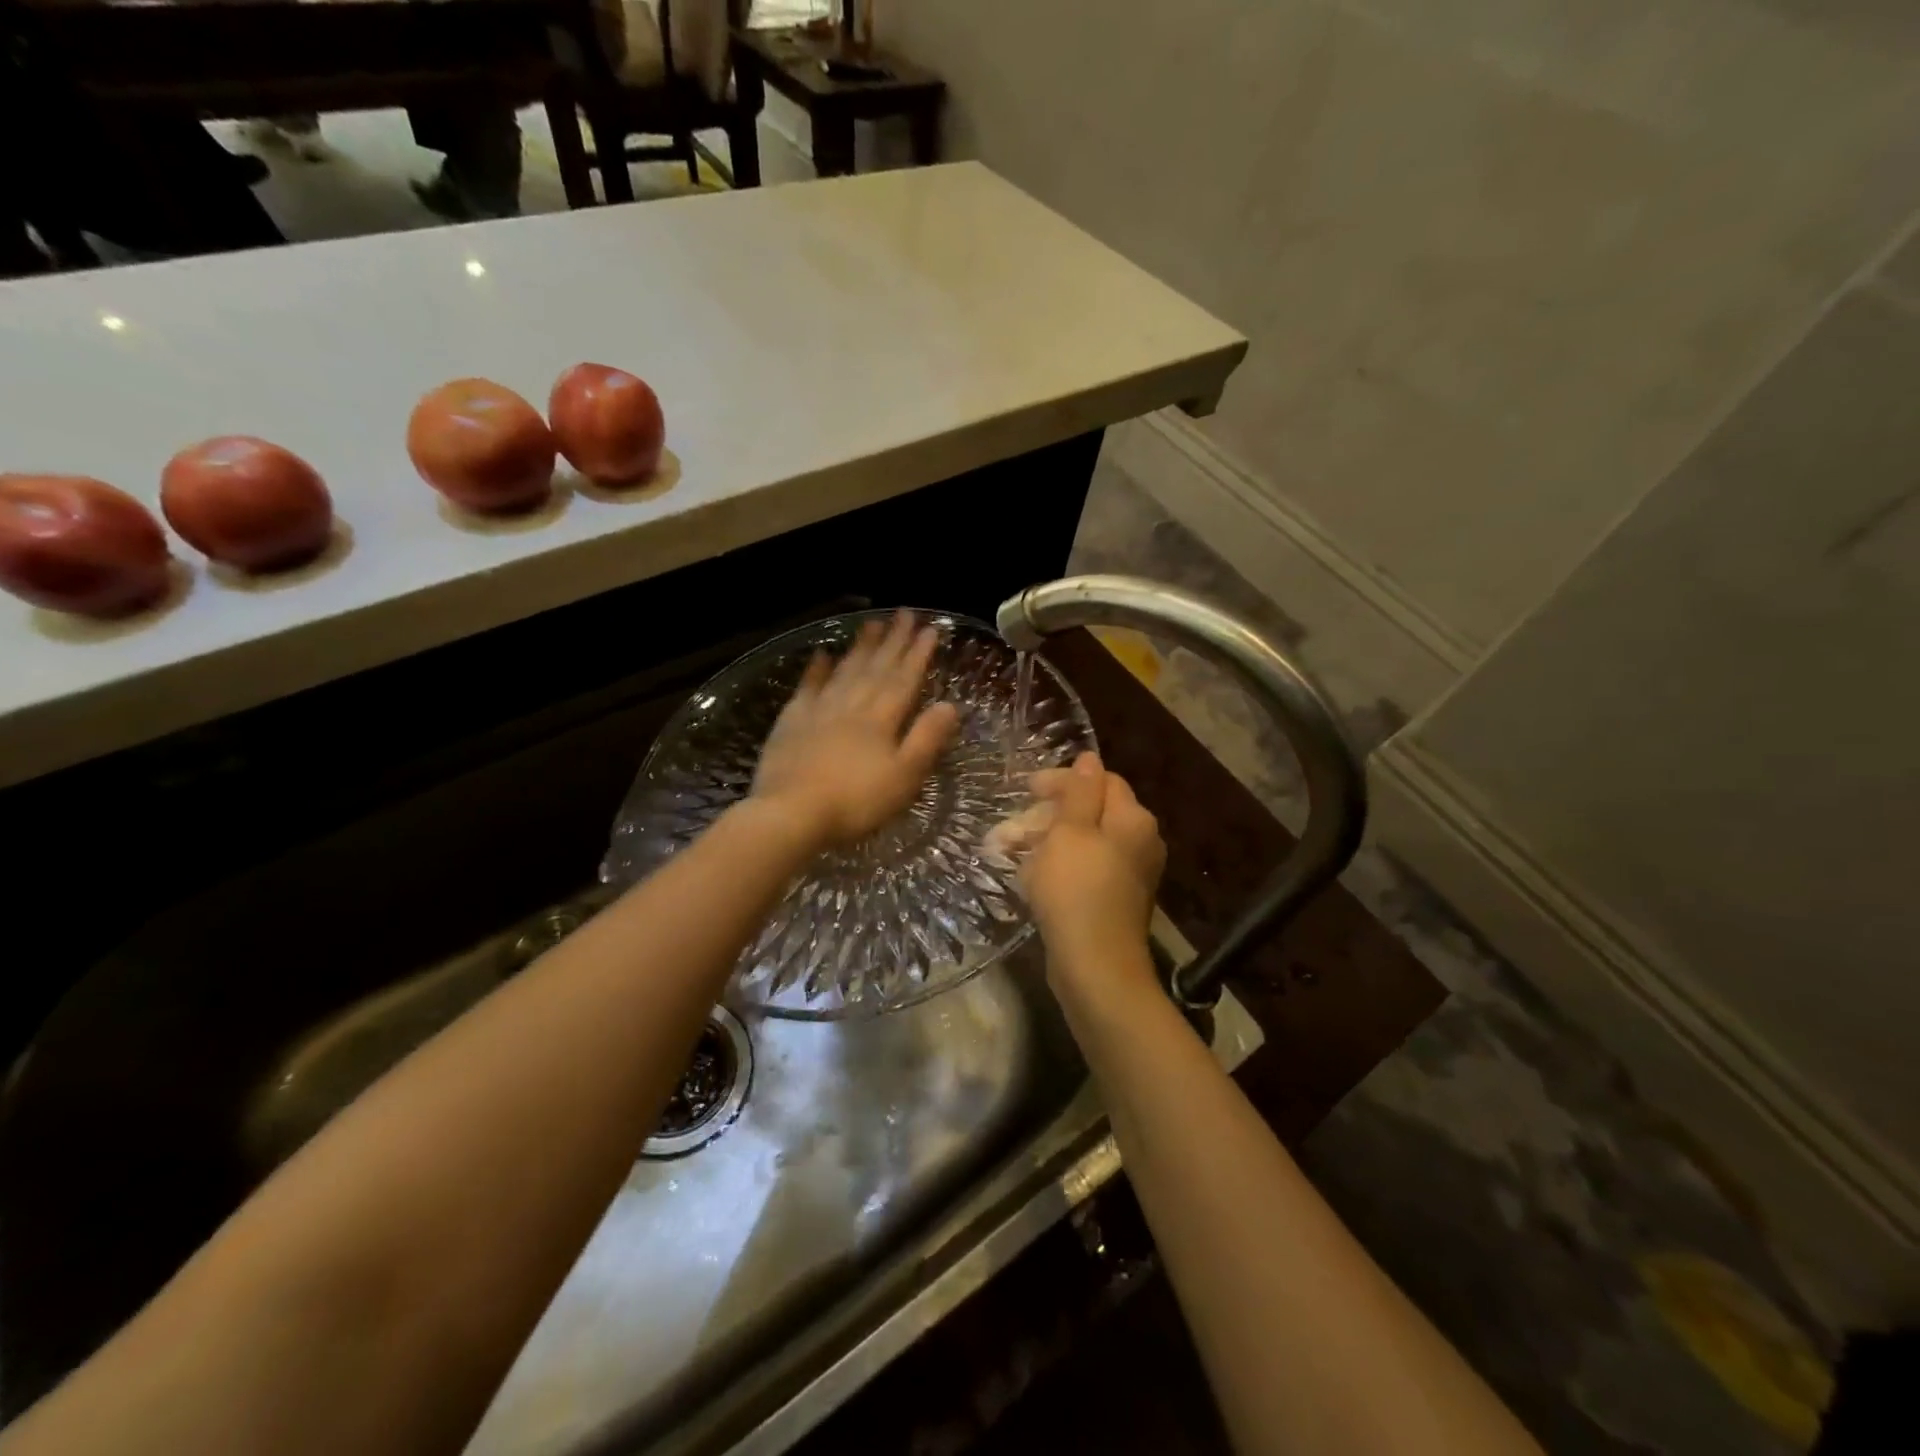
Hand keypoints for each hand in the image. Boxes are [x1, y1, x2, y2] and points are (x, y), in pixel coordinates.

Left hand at [751, 610, 959, 849]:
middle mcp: (852, 705)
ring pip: (845, 670)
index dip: (919, 654)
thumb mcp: (904, 777)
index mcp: (881, 719)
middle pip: (876, 667)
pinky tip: (822, 654)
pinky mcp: (791, 722)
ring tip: (872, 623)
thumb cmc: (856, 802)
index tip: (930, 629)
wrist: (791, 813)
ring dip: (860, 647)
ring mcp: (819, 711)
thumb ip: (926, 739)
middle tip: (904, 613)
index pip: (905, 679)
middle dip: (893, 640)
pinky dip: (816, 669)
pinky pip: (807, 687)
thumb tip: (950, 705)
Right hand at [1023, 752, 1165, 977]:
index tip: (1025, 790)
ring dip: (1043, 843)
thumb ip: (1079, 791)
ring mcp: (1128, 874)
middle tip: (1008, 830)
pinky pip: (1083, 871)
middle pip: (1089, 812)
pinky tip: (1028, 879)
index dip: (1061, 781)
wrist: (1094, 966)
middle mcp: (1138, 842)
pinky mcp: (1113, 900)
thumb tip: (1090, 757)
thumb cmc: (1076, 889)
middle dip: (1045, 816)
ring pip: (1082, 843)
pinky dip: (1055, 868)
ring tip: (1006, 853)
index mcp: (1132, 819)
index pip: (1099, 781)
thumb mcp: (1070, 831)